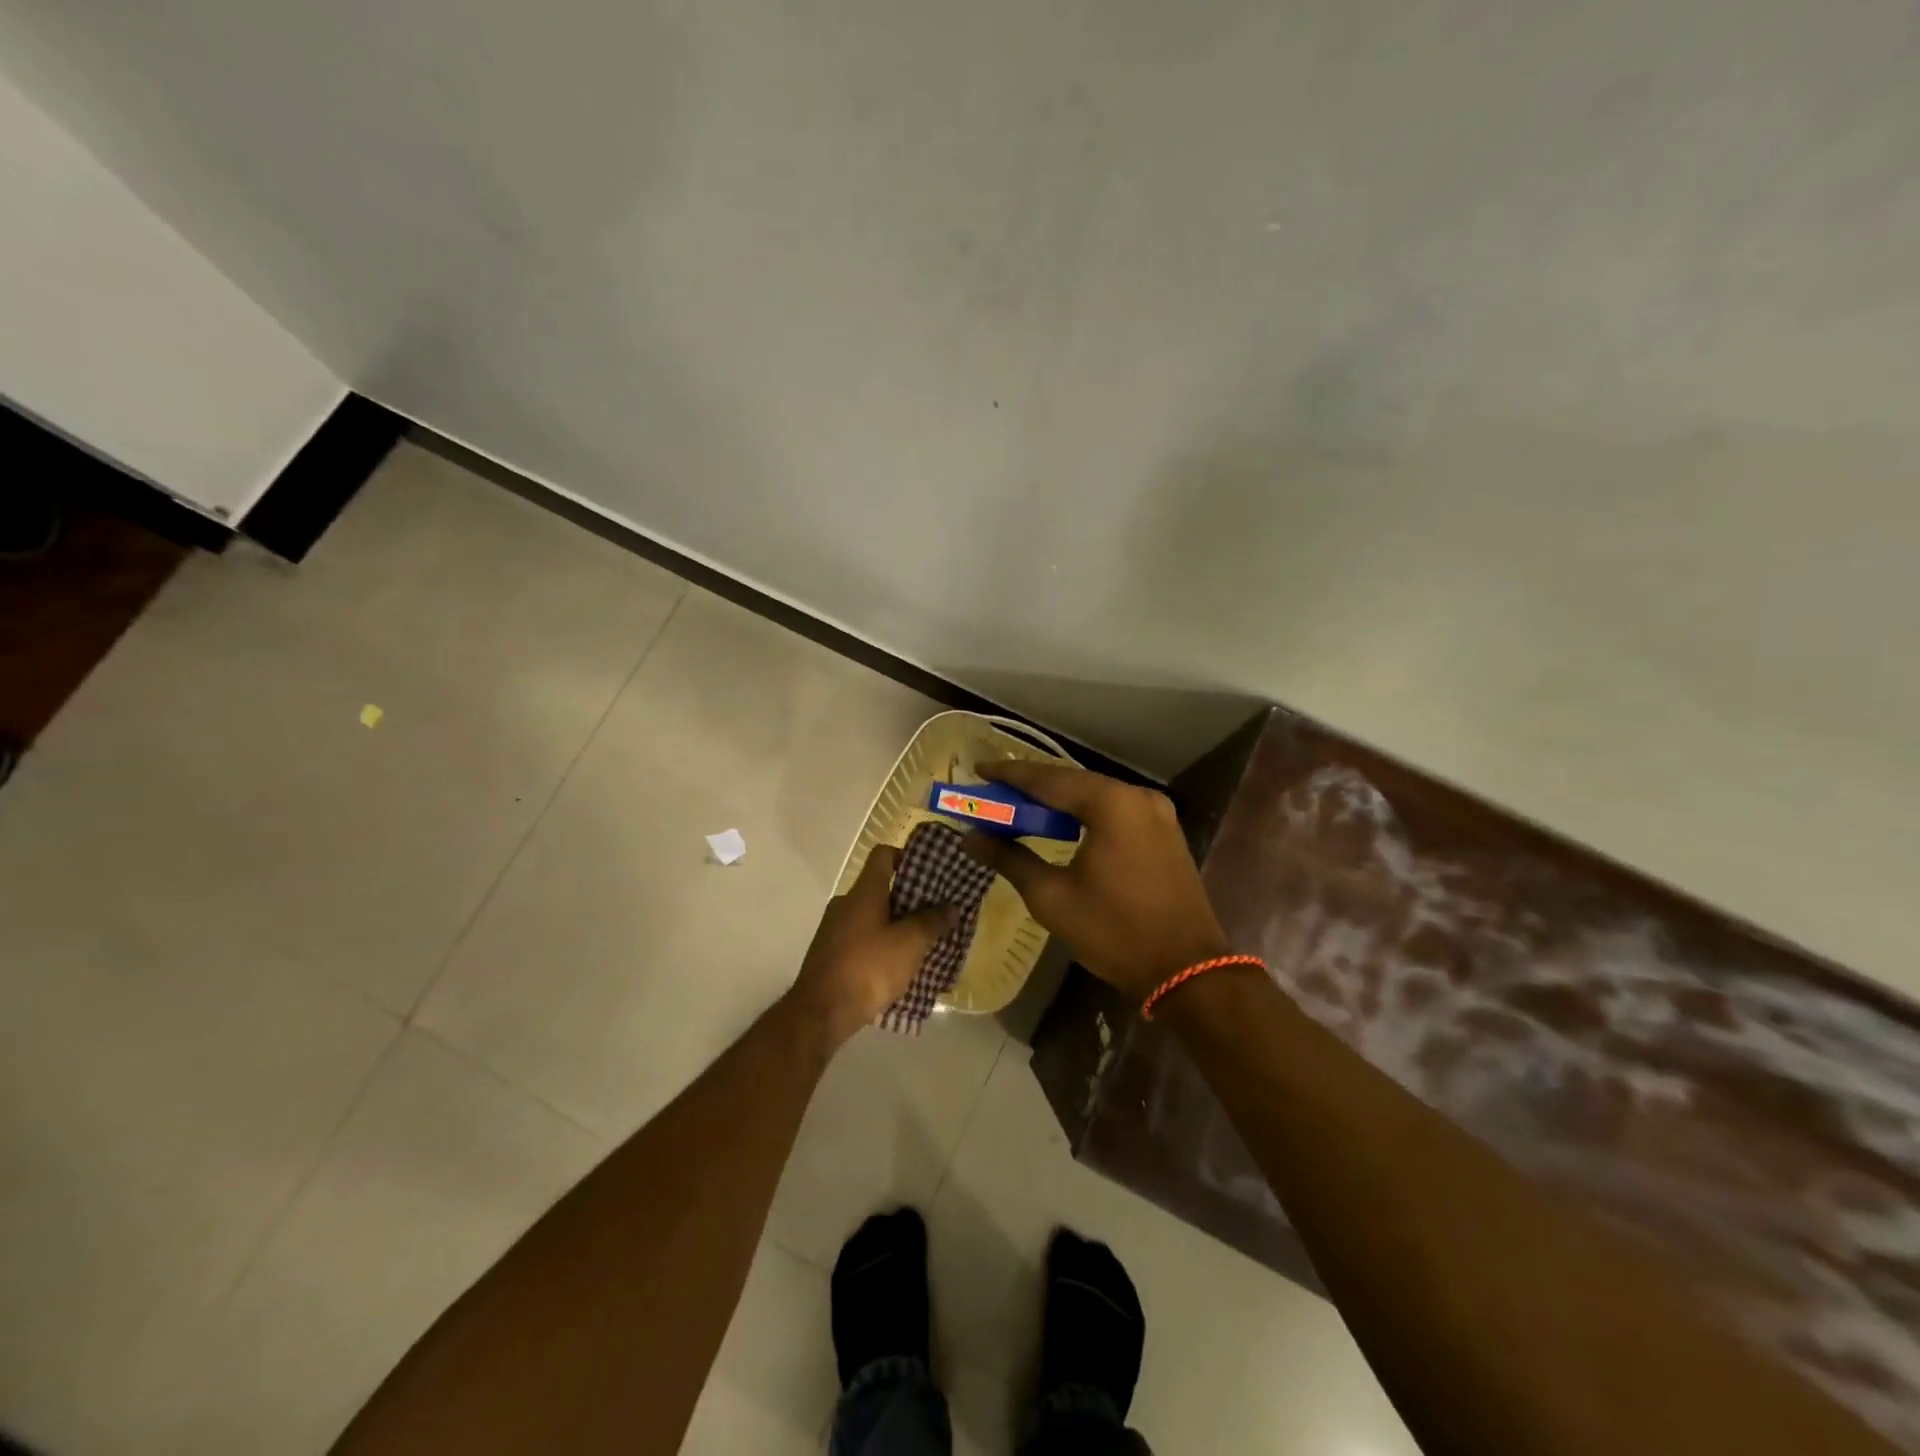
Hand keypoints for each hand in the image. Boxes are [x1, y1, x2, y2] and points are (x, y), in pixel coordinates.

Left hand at [785, 844, 959, 1052]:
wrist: (820, 1014)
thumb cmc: (868, 968)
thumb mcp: (910, 944)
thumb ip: (932, 922)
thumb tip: (951, 906)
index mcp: (863, 892)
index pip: (883, 855)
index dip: (907, 856)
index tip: (930, 872)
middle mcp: (845, 904)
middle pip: (880, 888)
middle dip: (909, 899)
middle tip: (935, 912)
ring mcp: (834, 930)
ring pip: (872, 917)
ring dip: (896, 926)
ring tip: (922, 943)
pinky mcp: (831, 956)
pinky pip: (862, 940)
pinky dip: (881, 946)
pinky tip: (898, 967)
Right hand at [962, 761, 1229, 1003]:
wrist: (1187, 970)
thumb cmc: (1114, 932)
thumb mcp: (1052, 897)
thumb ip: (1010, 859)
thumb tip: (971, 837)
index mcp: (1111, 804)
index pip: (1048, 779)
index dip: (1010, 774)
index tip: (978, 768)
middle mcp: (1137, 796)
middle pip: (1073, 782)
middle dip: (1031, 786)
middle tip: (993, 790)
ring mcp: (1157, 812)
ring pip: (1094, 795)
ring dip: (1057, 801)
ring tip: (1019, 806)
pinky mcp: (1164, 831)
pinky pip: (1114, 811)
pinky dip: (1083, 814)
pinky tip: (1060, 824)